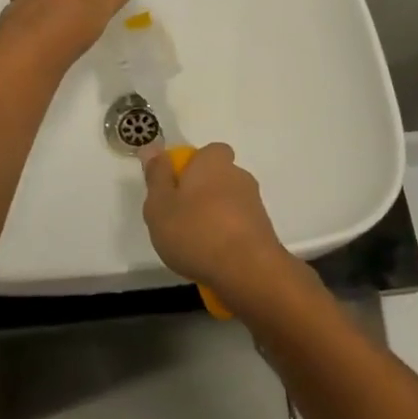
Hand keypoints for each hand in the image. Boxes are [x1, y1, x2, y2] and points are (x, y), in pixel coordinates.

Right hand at [142, 144, 293, 303]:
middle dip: (203, 194)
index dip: (193, 165)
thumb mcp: (160, 205)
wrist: (247, 271)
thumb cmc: (195, 231)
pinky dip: (227, 238)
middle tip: (180, 219)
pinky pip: (239, 227)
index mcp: (214, 162)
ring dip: (215, 217)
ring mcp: (255, 204)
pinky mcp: (264, 230)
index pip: (209, 151)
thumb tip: (153, 147)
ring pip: (229, 203)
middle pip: (218, 178)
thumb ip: (156, 176)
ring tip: (195, 245)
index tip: (177, 187)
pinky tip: (214, 259)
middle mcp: (238, 176)